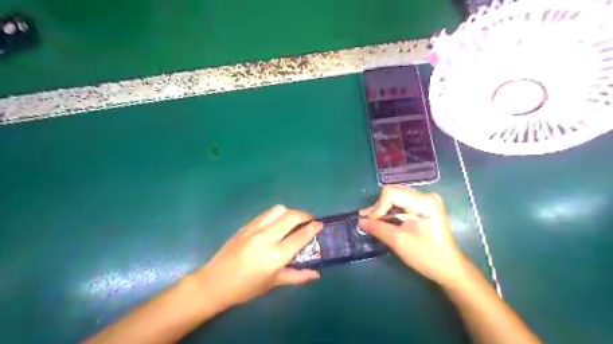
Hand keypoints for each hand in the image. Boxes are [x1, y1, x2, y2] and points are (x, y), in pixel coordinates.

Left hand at [194, 204, 322, 308]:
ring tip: (293, 219)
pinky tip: (277, 222)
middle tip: (309, 219)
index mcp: (276, 255)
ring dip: (290, 212)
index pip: (300, 236)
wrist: (215, 282)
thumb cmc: (246, 287)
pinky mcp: (246, 225)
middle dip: (304, 215)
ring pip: (278, 209)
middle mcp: (267, 237)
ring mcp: (255, 229)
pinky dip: (276, 214)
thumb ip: (297, 276)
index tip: (320, 224)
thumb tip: (316, 275)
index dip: (313, 228)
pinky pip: (266, 213)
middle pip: (291, 216)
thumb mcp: (273, 283)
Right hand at [360, 183, 470, 286]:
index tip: (370, 221)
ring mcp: (427, 201)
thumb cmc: (425, 255)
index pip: (391, 193)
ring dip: (384, 208)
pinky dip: (392, 211)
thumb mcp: (398, 241)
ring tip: (371, 219)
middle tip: (366, 219)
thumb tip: (360, 221)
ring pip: (397, 197)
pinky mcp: (425, 207)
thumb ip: (377, 227)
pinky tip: (383, 219)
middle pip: (394, 192)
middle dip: (379, 206)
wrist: (449, 268)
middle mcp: (426, 196)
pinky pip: (403, 203)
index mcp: (423, 201)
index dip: (378, 206)